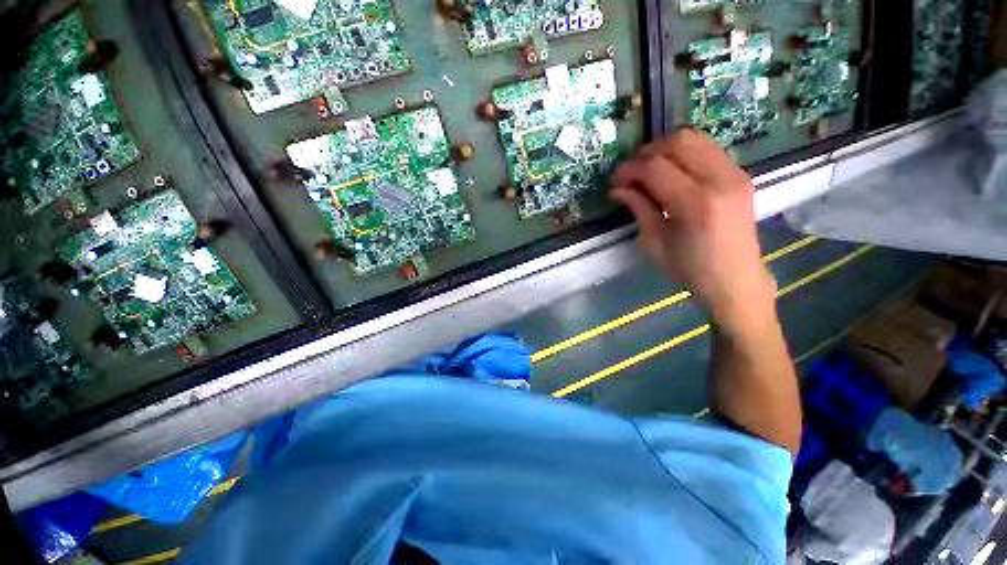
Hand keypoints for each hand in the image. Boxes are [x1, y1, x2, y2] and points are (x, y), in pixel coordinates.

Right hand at [610, 129, 775, 331]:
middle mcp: (720, 180)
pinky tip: (672, 173)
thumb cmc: (689, 269)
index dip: (629, 170)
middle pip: (677, 141)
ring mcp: (735, 173)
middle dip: (646, 153)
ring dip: (665, 148)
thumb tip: (617, 189)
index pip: (655, 167)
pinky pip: (707, 148)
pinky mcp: (740, 174)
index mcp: (695, 204)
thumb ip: (638, 208)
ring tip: (649, 170)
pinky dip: (683, 153)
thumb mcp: (654, 243)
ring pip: (694, 138)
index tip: (615, 182)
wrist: (735, 279)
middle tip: (631, 174)